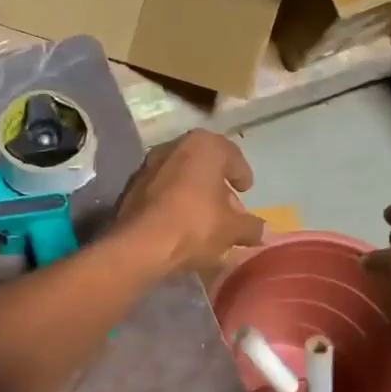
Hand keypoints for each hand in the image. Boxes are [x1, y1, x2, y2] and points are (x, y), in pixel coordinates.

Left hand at [112, 131, 265, 275]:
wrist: (138, 245)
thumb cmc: (195, 226)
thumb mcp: (233, 229)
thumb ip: (250, 226)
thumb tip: (260, 229)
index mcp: (203, 145)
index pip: (231, 155)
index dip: (242, 174)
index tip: (246, 189)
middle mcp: (174, 147)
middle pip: (204, 165)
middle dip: (218, 186)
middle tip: (229, 209)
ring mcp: (148, 166)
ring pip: (181, 177)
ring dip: (194, 194)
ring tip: (205, 220)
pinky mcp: (130, 188)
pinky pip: (161, 192)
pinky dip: (174, 203)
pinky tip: (180, 225)